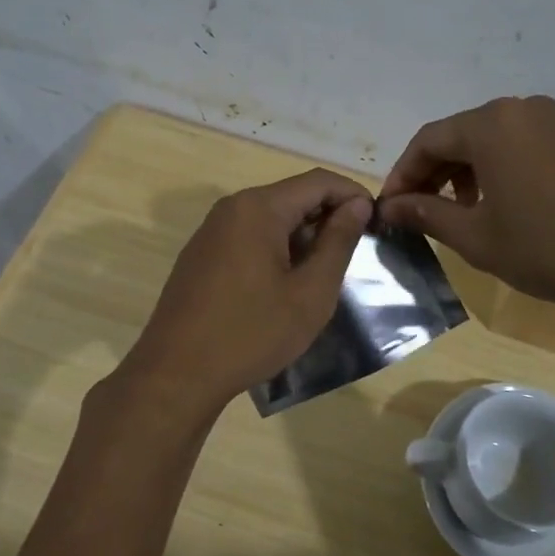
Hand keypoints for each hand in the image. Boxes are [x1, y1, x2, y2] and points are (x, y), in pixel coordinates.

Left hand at [119, 170, 372, 416]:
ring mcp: (210, 232)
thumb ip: (338, 242)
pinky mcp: (200, 256)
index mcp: (258, 208)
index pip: (318, 181)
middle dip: (328, 217)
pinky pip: (248, 237)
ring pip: (269, 218)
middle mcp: (231, 209)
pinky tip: (285, 284)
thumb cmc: (251, 333)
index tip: (377, 223)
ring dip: (302, 236)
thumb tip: (357, 205)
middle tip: (356, 252)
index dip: (353, 195)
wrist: (176, 374)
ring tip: (325, 272)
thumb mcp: (310, 292)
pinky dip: (276, 249)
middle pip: (292, 196)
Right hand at [378, 95, 554, 324]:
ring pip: (502, 139)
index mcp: (492, 125)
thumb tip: (390, 207)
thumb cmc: (551, 248)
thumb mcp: (478, 239)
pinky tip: (522, 207)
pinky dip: (513, 170)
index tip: (391, 208)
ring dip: (475, 171)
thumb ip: (427, 216)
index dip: (403, 174)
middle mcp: (527, 110)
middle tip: (427, 211)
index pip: (429, 140)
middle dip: (438, 172)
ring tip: (473, 212)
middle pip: (465, 134)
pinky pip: (536, 146)